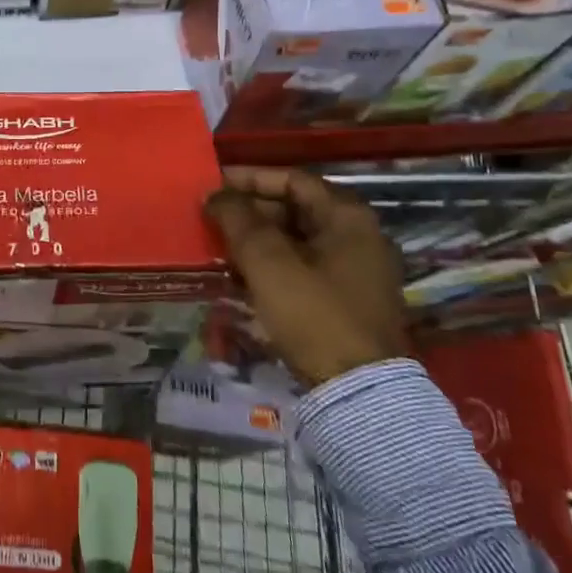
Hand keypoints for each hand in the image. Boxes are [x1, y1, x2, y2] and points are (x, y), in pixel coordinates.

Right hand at [203, 167, 409, 386]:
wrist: (359, 393)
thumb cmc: (314, 315)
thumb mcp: (268, 262)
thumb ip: (238, 220)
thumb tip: (215, 193)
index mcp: (348, 217)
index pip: (292, 179)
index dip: (249, 178)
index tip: (213, 185)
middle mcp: (359, 236)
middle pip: (296, 209)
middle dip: (250, 212)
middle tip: (212, 219)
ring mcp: (357, 271)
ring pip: (297, 240)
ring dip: (258, 240)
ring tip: (219, 247)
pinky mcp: (349, 300)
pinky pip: (304, 267)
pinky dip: (273, 265)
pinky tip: (242, 277)